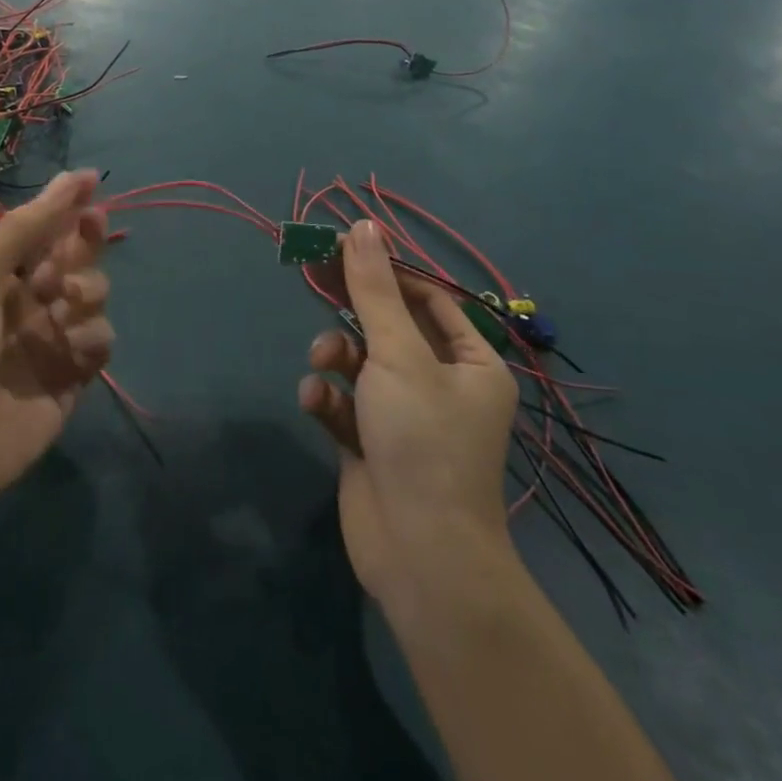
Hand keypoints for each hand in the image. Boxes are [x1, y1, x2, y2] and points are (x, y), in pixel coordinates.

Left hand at [0, 170, 111, 521]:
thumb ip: (25, 229)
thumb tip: (74, 177)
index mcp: (3, 276)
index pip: (46, 230)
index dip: (69, 206)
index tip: (93, 185)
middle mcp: (32, 302)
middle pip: (77, 258)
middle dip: (85, 242)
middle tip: (89, 230)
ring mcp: (53, 340)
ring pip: (94, 296)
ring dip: (88, 289)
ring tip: (64, 303)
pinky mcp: (72, 379)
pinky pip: (100, 343)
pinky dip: (92, 338)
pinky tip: (72, 347)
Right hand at [298, 220, 518, 610]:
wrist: (420, 555)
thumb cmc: (423, 440)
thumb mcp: (397, 353)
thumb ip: (373, 289)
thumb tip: (362, 225)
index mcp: (470, 361)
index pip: (426, 297)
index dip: (384, 271)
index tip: (339, 249)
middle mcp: (440, 383)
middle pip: (387, 326)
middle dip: (351, 312)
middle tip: (311, 278)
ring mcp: (403, 415)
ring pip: (359, 362)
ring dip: (335, 357)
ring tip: (322, 365)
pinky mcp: (370, 442)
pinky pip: (343, 402)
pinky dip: (328, 398)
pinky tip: (317, 405)